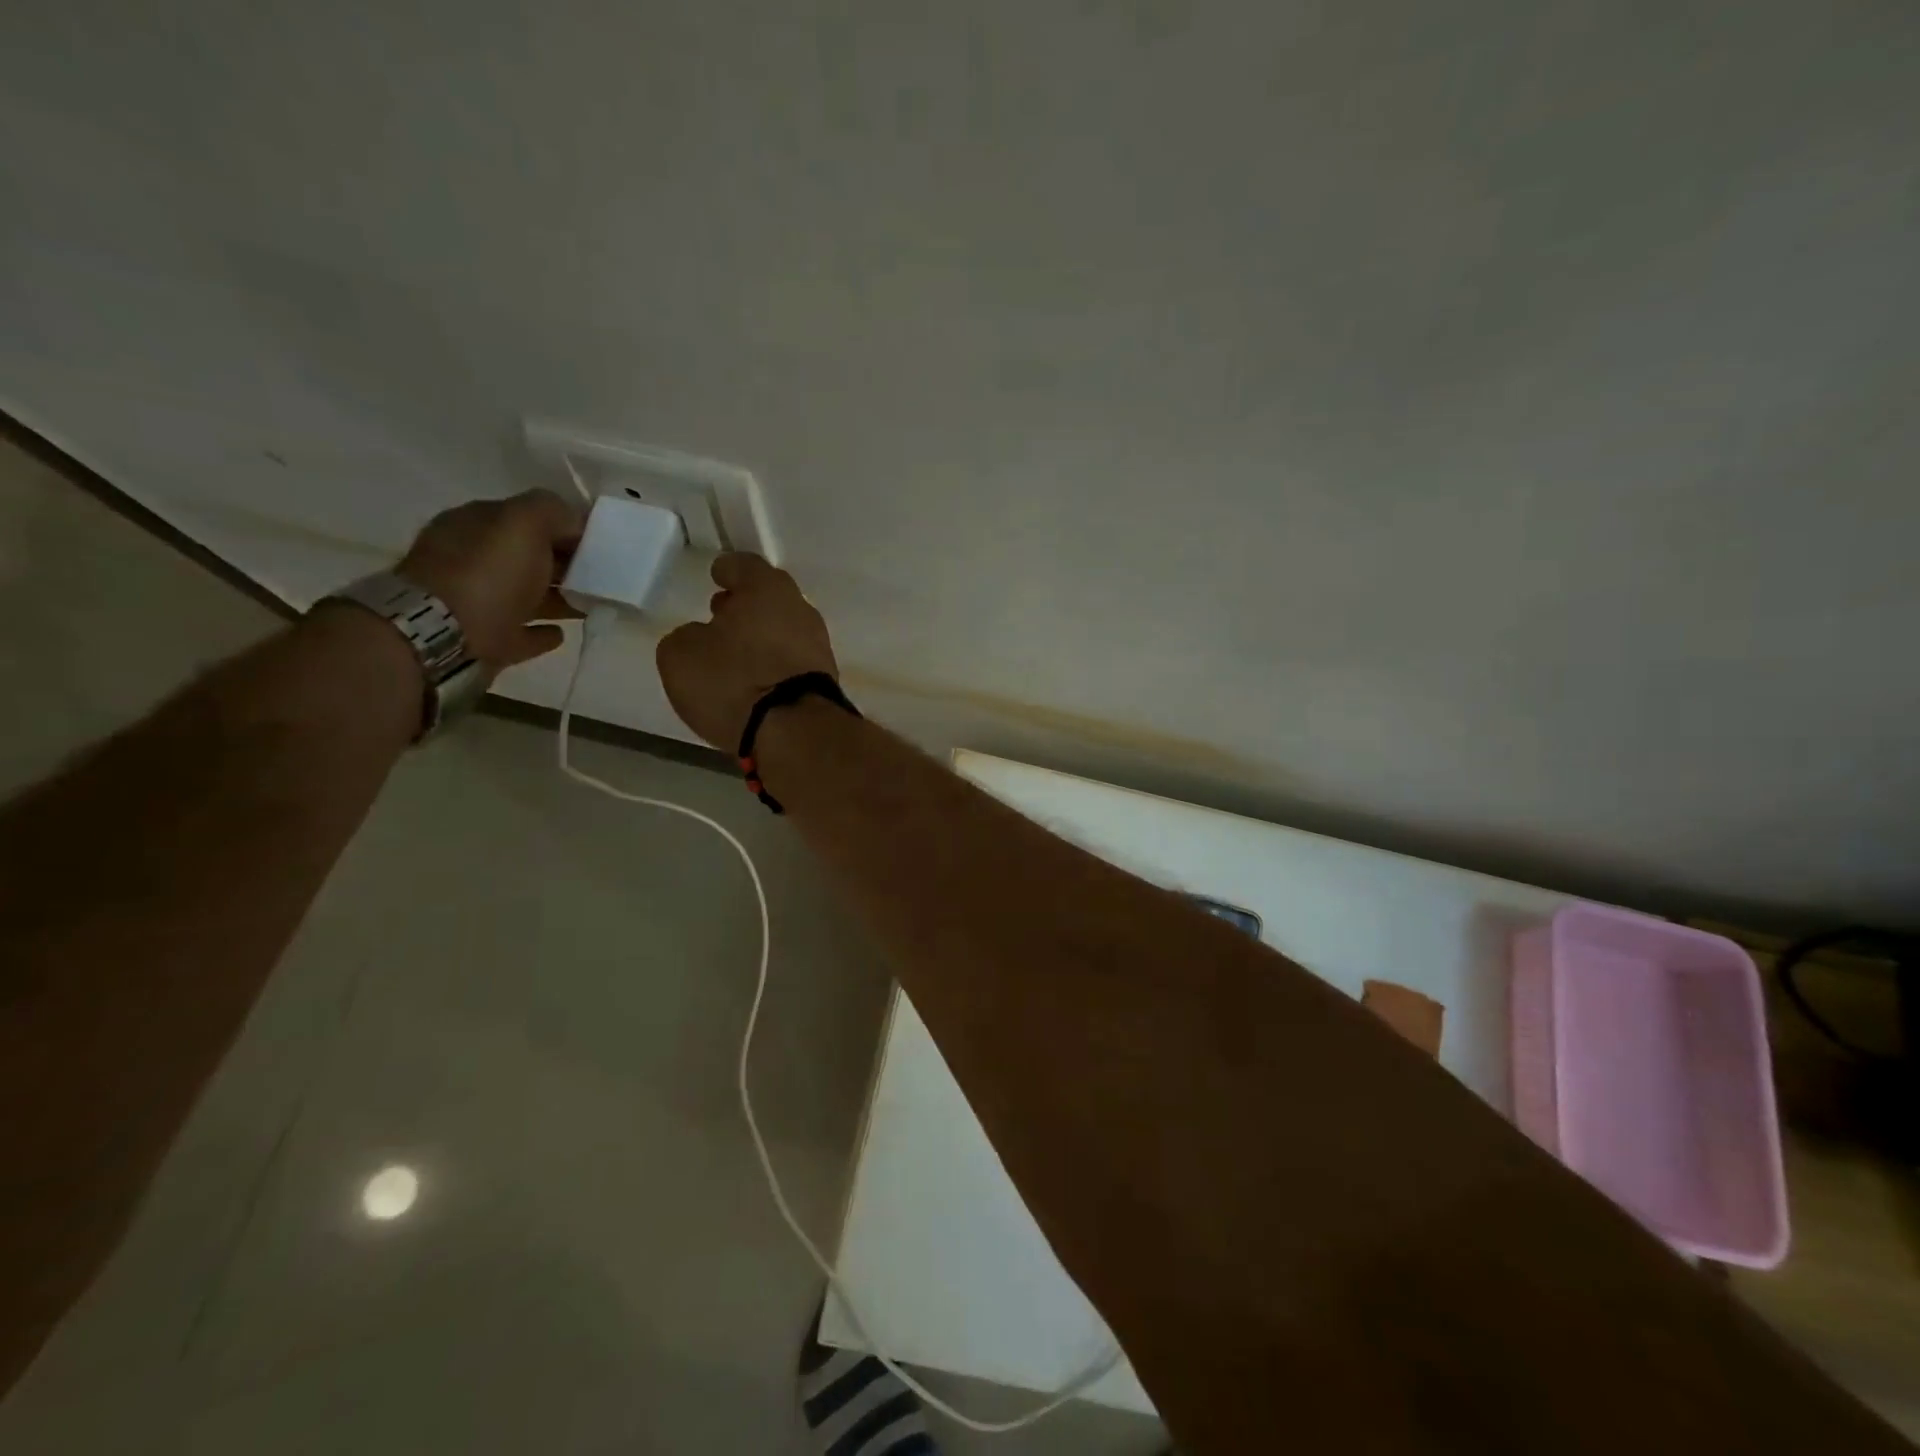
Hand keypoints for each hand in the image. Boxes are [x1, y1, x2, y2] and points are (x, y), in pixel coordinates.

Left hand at [398, 491, 583, 668]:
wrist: (443, 636)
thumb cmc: (486, 572)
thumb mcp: (522, 522)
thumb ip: (551, 511)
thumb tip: (573, 522)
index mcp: (476, 526)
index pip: (527, 519)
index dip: (564, 527)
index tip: (600, 542)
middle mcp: (473, 560)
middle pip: (528, 558)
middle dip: (563, 563)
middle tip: (602, 574)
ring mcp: (477, 603)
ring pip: (528, 595)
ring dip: (559, 597)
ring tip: (593, 603)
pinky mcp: (486, 641)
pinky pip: (521, 634)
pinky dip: (541, 632)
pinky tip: (561, 633)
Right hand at [656, 553, 837, 748]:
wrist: (795, 733)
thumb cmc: (733, 681)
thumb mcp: (681, 655)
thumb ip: (687, 636)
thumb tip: (702, 639)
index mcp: (767, 589)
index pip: (744, 566)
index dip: (726, 569)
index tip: (716, 575)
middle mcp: (800, 610)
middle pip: (769, 598)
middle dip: (745, 605)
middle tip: (720, 614)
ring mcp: (818, 647)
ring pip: (783, 631)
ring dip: (760, 637)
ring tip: (733, 654)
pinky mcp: (824, 681)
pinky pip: (791, 662)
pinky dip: (773, 665)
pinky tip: (755, 681)